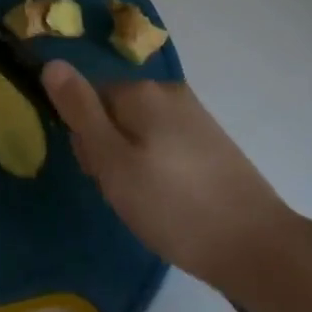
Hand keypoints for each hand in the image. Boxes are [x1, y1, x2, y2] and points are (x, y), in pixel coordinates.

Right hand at [43, 61, 295, 290]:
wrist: (259, 248)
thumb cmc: (174, 208)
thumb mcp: (113, 162)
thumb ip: (80, 111)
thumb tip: (51, 62)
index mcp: (142, 91)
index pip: (88, 100)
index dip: (86, 140)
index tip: (102, 176)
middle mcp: (169, 92)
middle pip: (114, 113)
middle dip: (110, 150)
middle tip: (126, 194)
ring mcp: (196, 116)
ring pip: (140, 132)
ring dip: (134, 163)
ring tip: (150, 205)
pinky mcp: (214, 142)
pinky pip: (167, 145)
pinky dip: (161, 170)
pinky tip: (174, 203)